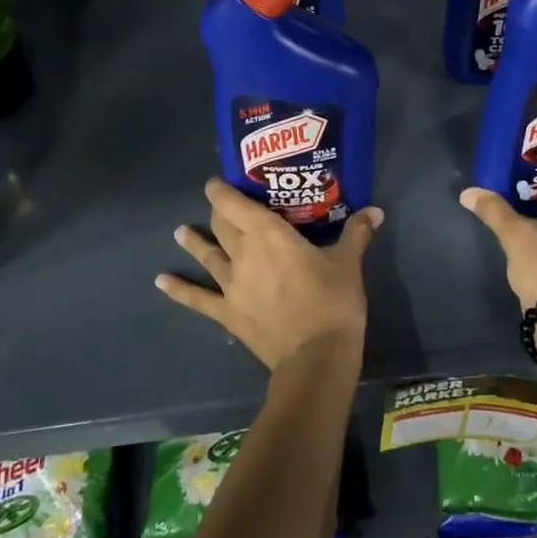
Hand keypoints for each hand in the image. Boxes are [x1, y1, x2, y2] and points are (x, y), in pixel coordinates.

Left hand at [157, 179, 382, 371]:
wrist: (315, 357)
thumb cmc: (332, 302)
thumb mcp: (347, 264)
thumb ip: (356, 233)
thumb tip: (375, 211)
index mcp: (269, 234)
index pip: (236, 203)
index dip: (222, 189)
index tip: (219, 180)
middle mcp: (243, 253)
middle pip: (222, 225)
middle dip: (218, 212)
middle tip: (219, 204)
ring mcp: (231, 285)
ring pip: (208, 255)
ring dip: (194, 242)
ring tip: (180, 231)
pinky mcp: (228, 313)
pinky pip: (198, 299)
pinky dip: (179, 290)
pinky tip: (161, 281)